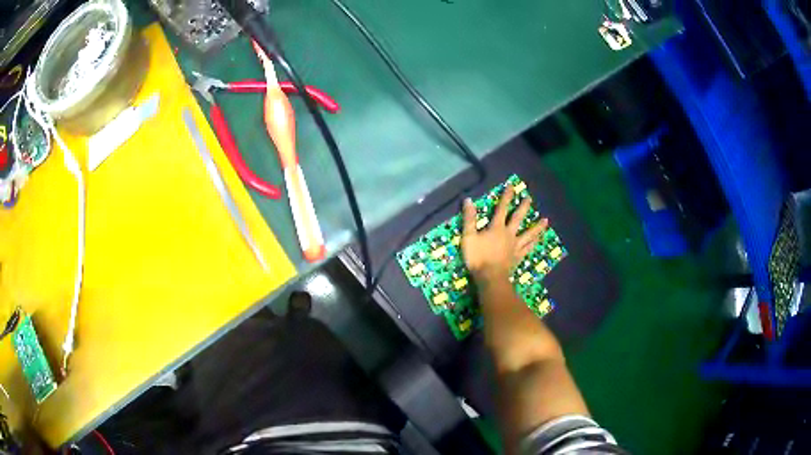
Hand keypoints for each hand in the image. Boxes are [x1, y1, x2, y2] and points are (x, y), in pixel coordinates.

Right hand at [461, 184, 547, 280]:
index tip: (512, 186)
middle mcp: (509, 234)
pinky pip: (528, 248)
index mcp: (496, 228)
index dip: (506, 197)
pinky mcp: (518, 257)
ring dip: (537, 227)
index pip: (502, 208)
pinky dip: (534, 244)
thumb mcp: (469, 237)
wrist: (490, 277)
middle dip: (523, 208)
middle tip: (529, 198)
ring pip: (529, 234)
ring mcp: (515, 246)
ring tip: (546, 220)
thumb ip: (469, 219)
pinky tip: (538, 240)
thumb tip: (468, 200)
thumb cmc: (478, 257)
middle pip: (518, 218)